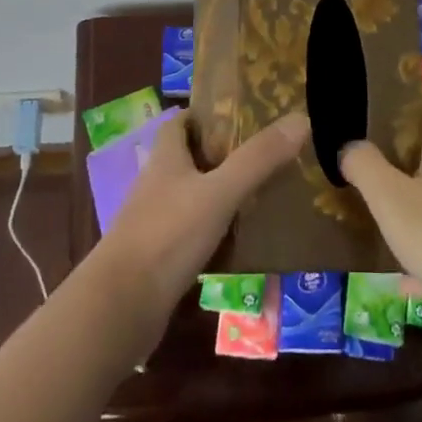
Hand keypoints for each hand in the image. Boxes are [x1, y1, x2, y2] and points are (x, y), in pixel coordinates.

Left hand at [91, 109, 307, 329]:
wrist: (121, 307)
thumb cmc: (167, 236)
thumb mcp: (219, 193)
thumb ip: (258, 159)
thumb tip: (301, 119)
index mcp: (165, 159)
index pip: (179, 123)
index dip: (205, 115)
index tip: (240, 114)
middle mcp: (156, 185)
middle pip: (187, 159)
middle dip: (221, 154)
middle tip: (264, 154)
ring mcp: (155, 223)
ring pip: (191, 197)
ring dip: (220, 194)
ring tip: (261, 194)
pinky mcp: (159, 258)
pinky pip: (192, 234)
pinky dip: (215, 232)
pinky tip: (241, 241)